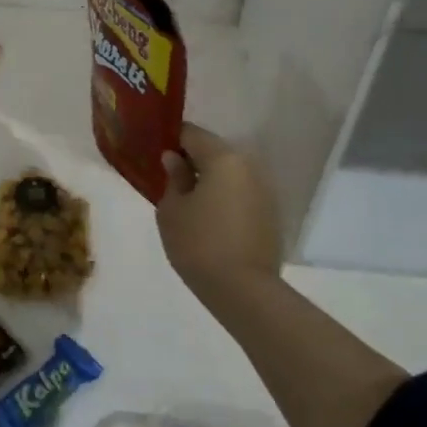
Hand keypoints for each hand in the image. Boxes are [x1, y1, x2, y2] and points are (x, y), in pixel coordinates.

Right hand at [157, 123, 281, 296]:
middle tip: (168, 180)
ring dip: (209, 182)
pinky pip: (240, 195)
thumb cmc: (200, 244)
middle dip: (191, 162)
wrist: (245, 292)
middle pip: (213, 152)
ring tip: (188, 203)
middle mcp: (248, 166)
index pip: (191, 133)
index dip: (170, 140)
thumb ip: (172, 178)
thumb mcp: (171, 210)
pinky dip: (224, 200)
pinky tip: (210, 221)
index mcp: (223, 158)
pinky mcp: (270, 215)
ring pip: (228, 175)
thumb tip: (174, 160)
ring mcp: (263, 191)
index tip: (156, 155)